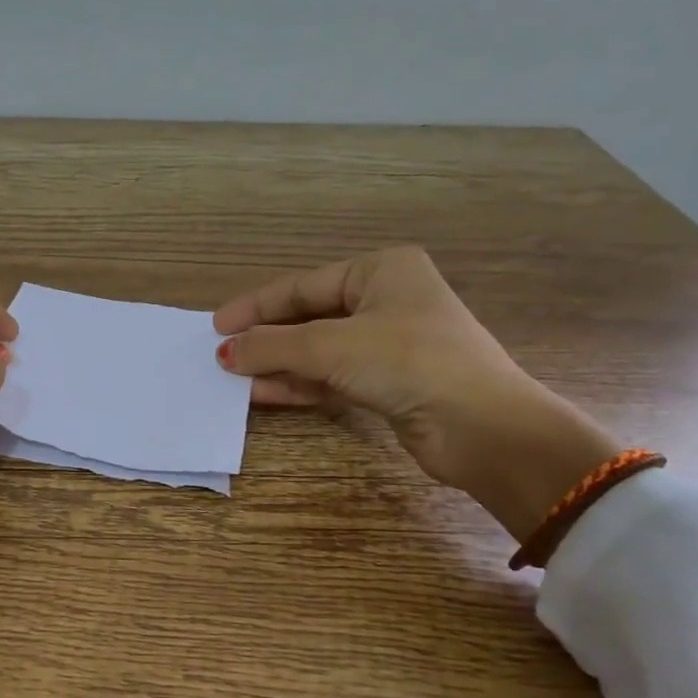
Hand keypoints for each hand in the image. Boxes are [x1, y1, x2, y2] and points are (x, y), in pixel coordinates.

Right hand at [213, 247, 620, 541]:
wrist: (482, 427)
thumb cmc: (408, 361)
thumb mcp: (330, 345)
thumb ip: (271, 346)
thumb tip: (223, 352)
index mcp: (380, 270)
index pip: (301, 286)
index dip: (255, 306)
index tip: (215, 326)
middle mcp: (385, 300)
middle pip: (307, 318)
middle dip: (264, 339)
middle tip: (220, 354)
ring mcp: (387, 344)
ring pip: (315, 351)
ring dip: (275, 365)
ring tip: (231, 377)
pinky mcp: (386, 383)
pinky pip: (329, 378)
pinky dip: (296, 385)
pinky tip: (260, 394)